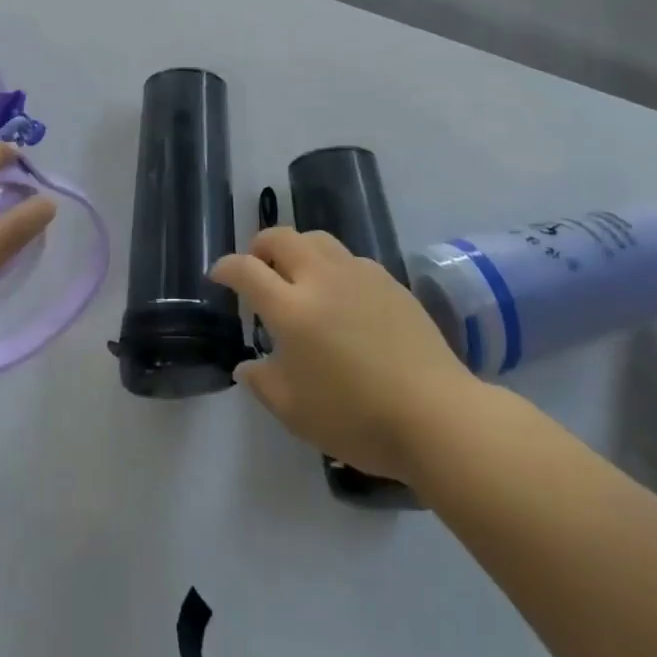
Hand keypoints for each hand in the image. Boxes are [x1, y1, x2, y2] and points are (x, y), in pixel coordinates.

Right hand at [210, 228, 479, 481]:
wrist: (437, 415)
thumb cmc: (358, 419)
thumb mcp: (295, 412)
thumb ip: (262, 383)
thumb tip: (246, 366)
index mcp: (292, 308)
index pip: (247, 270)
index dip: (226, 268)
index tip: (218, 276)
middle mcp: (321, 278)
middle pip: (281, 237)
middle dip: (260, 245)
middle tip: (257, 267)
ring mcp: (359, 274)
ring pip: (317, 239)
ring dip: (297, 249)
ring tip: (297, 275)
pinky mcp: (389, 281)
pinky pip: (349, 258)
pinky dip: (331, 265)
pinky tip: (340, 296)